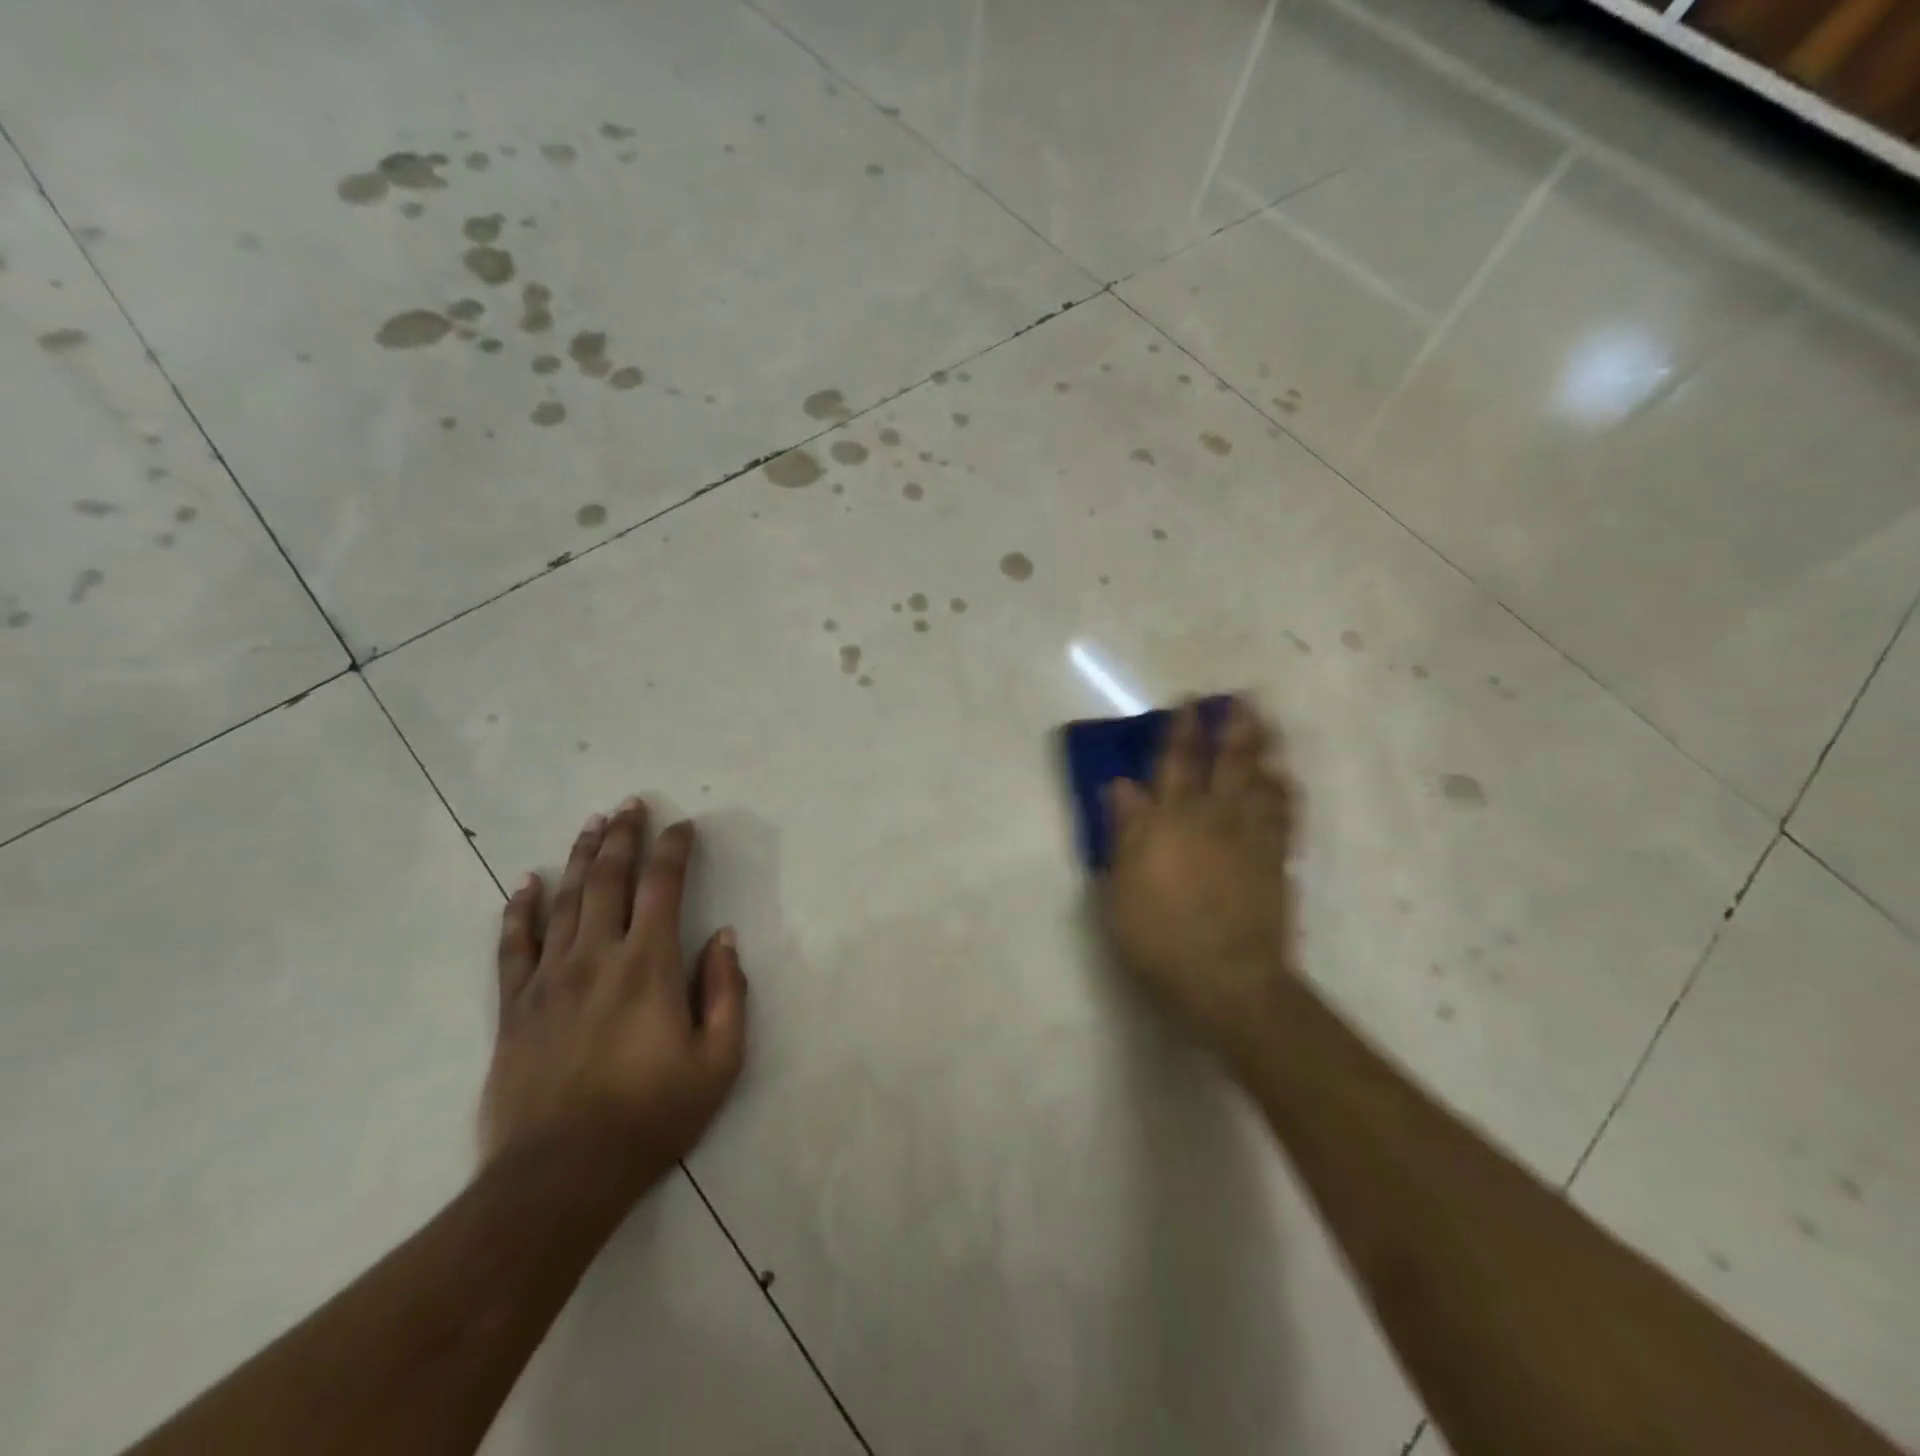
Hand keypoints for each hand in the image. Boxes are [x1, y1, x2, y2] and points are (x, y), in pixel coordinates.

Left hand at [481, 798, 747, 1201]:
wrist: (561, 1175)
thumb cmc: (652, 1115)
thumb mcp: (719, 1060)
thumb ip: (726, 992)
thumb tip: (723, 938)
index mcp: (649, 965)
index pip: (662, 887)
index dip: (674, 850)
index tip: (683, 826)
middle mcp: (597, 956)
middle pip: (608, 879)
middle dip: (622, 836)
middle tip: (629, 804)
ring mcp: (549, 979)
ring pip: (564, 901)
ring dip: (579, 858)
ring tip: (591, 825)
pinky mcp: (514, 1007)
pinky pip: (514, 946)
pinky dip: (520, 910)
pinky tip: (526, 883)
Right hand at [1101, 699, 1301, 1059]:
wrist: (1225, 978)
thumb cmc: (1158, 935)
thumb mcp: (1121, 886)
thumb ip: (1124, 831)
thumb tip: (1120, 786)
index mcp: (1168, 821)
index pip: (1174, 764)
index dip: (1180, 731)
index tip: (1187, 704)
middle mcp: (1212, 818)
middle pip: (1225, 762)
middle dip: (1231, 727)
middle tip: (1239, 698)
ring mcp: (1249, 838)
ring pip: (1259, 780)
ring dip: (1263, 749)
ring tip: (1266, 724)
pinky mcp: (1275, 861)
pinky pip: (1283, 815)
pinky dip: (1284, 792)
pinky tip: (1284, 779)